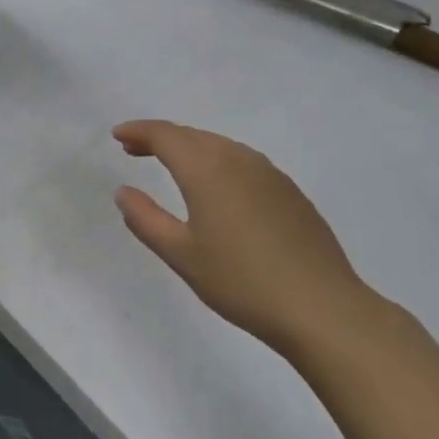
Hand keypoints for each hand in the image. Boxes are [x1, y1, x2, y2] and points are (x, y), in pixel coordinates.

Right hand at [112, 120, 373, 355]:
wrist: (321, 308)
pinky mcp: (290, 193)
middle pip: (193, 136)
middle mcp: (239, 161)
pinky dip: (218, 162)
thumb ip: (145, 219)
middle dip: (161, 138)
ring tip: (170, 165)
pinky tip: (216, 187)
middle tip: (134, 150)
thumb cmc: (240, 281)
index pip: (166, 136)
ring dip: (191, 148)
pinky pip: (244, 162)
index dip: (139, 131)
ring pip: (221, 146)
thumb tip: (124, 192)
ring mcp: (270, 175)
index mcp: (207, 170)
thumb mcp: (180, 255)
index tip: (118, 135)